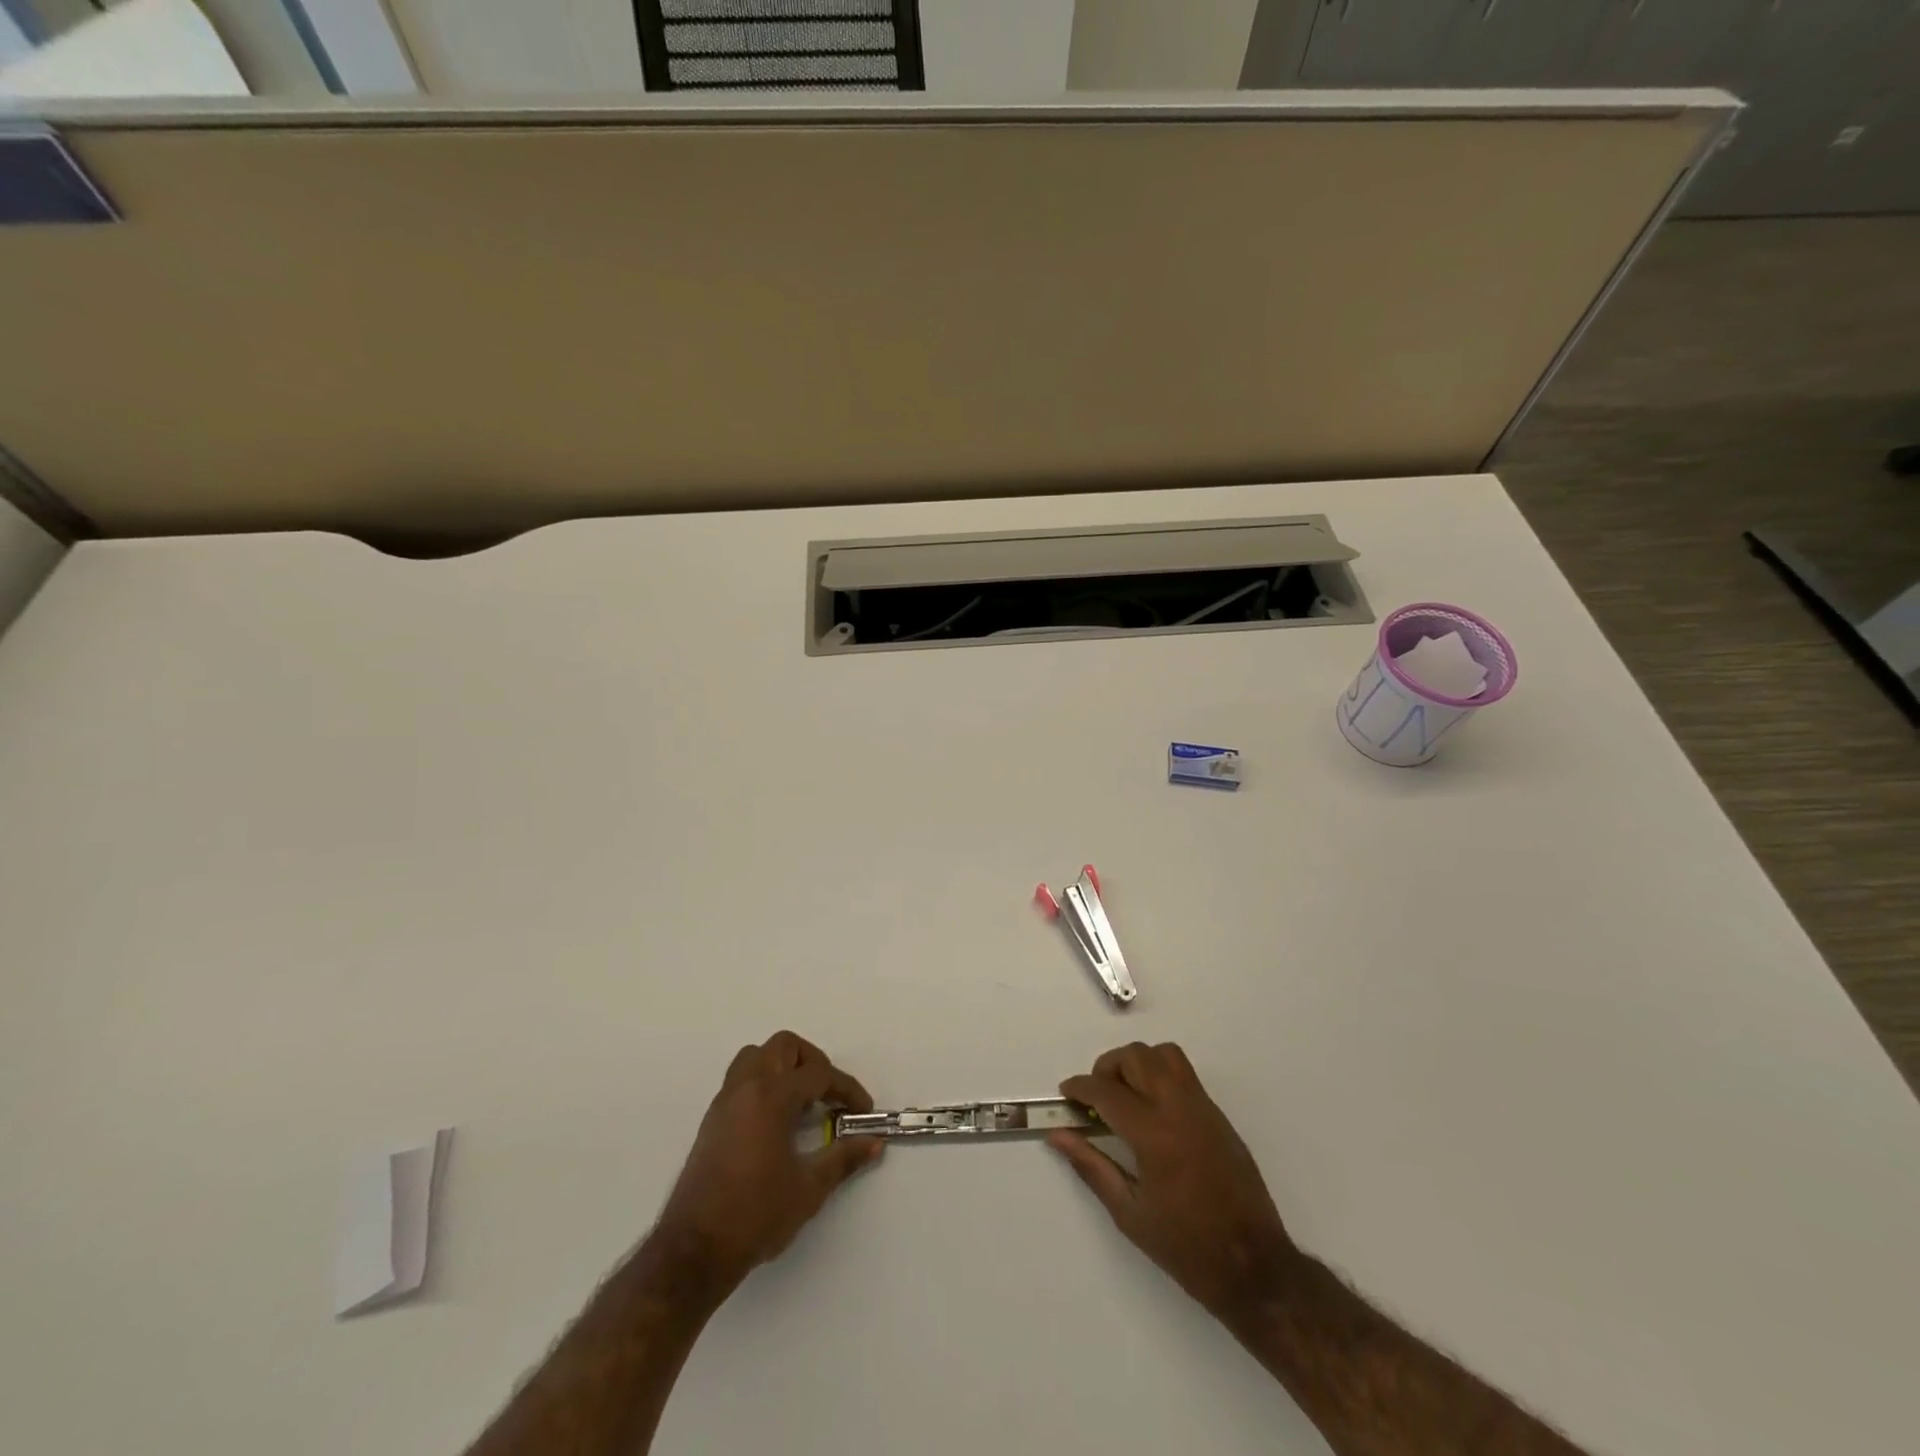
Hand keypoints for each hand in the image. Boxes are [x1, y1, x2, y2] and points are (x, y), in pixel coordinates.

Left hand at [655, 1031, 884, 1290]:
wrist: (694, 1251)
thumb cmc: (756, 1215)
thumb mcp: (809, 1188)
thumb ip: (843, 1158)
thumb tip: (874, 1142)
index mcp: (771, 1096)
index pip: (818, 1074)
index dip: (847, 1089)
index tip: (863, 1111)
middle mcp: (746, 1088)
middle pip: (784, 1047)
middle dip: (813, 1063)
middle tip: (829, 1096)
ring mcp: (725, 1102)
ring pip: (757, 1056)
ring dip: (784, 1067)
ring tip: (802, 1102)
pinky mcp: (712, 1120)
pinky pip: (741, 1080)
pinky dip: (764, 1084)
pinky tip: (777, 1121)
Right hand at [1050, 1042, 1300, 1321]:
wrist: (1254, 1267)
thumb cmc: (1186, 1248)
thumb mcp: (1129, 1214)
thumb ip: (1091, 1166)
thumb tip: (1058, 1136)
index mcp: (1153, 1134)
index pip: (1106, 1090)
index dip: (1079, 1086)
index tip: (1066, 1093)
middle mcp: (1179, 1109)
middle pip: (1136, 1057)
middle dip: (1107, 1068)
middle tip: (1096, 1097)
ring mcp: (1203, 1108)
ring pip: (1164, 1055)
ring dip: (1137, 1064)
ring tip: (1125, 1095)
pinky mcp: (1218, 1116)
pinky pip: (1184, 1075)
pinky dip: (1160, 1076)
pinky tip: (1152, 1111)